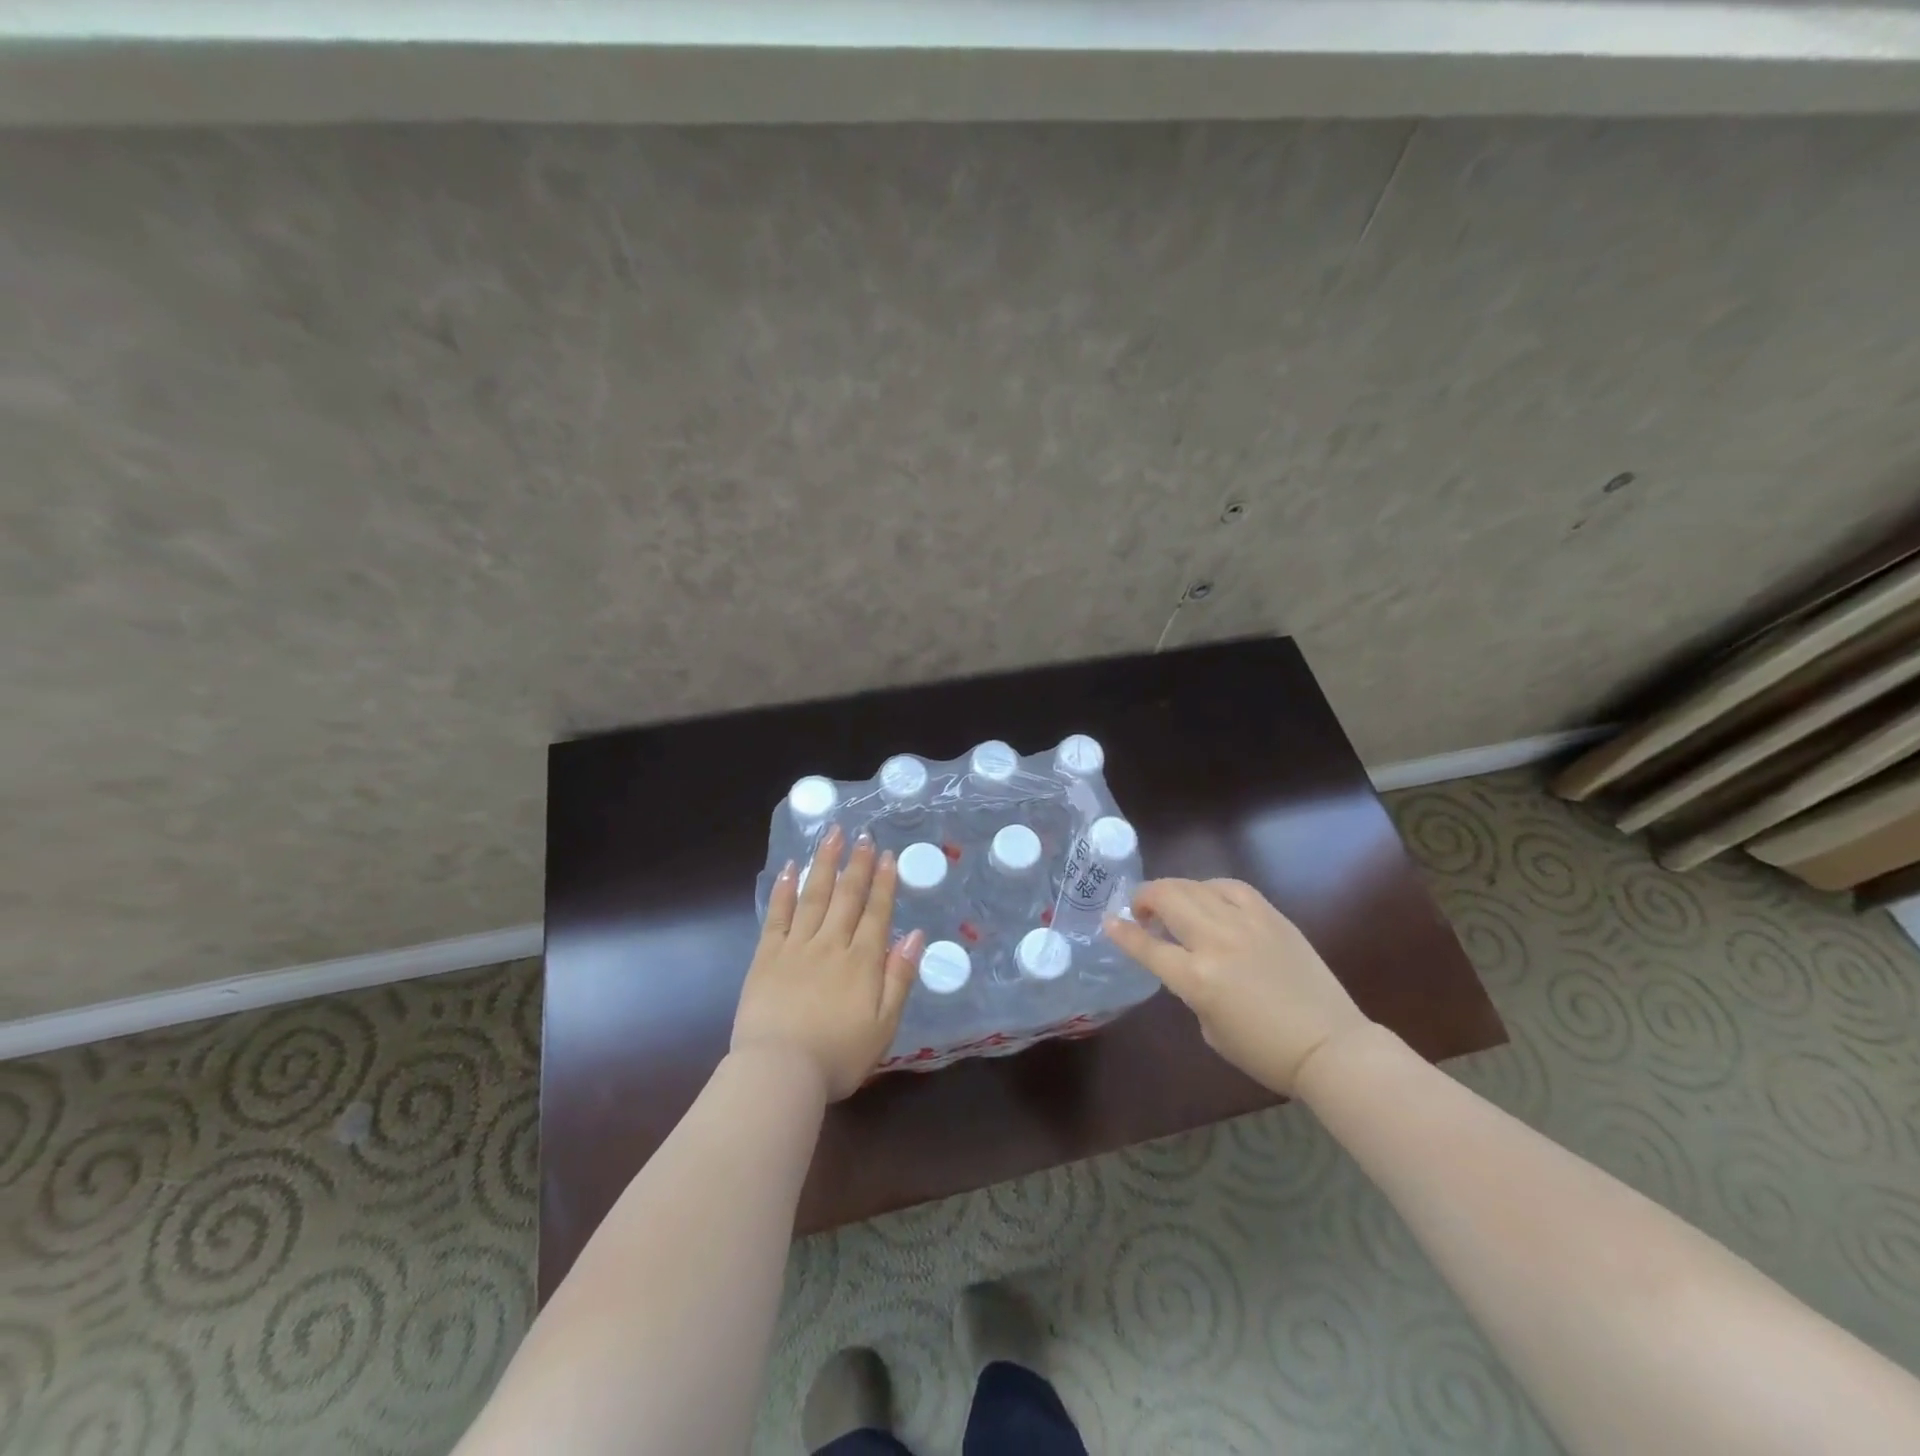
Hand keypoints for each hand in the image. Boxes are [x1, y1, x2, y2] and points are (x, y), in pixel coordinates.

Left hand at [731, 825, 924, 1101]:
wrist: (779, 1071)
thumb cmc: (838, 1056)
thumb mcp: (884, 1025)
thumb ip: (900, 978)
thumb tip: (916, 936)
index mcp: (863, 961)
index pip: (877, 912)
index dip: (883, 882)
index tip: (887, 855)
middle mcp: (831, 944)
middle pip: (847, 896)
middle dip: (857, 864)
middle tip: (863, 835)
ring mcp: (796, 946)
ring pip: (814, 895)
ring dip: (825, 863)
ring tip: (832, 835)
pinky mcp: (767, 955)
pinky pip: (778, 914)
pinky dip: (785, 889)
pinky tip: (791, 868)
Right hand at [1106, 878, 1371, 1094]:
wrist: (1330, 1046)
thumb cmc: (1265, 1052)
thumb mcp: (1210, 1028)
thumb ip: (1191, 989)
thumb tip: (1187, 964)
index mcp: (1197, 979)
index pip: (1147, 946)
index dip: (1122, 932)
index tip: (1109, 922)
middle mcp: (1216, 942)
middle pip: (1167, 899)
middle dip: (1145, 898)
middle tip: (1142, 911)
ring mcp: (1246, 924)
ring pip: (1196, 886)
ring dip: (1174, 891)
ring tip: (1172, 904)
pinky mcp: (1272, 916)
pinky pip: (1232, 887)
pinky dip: (1212, 888)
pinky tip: (1209, 898)